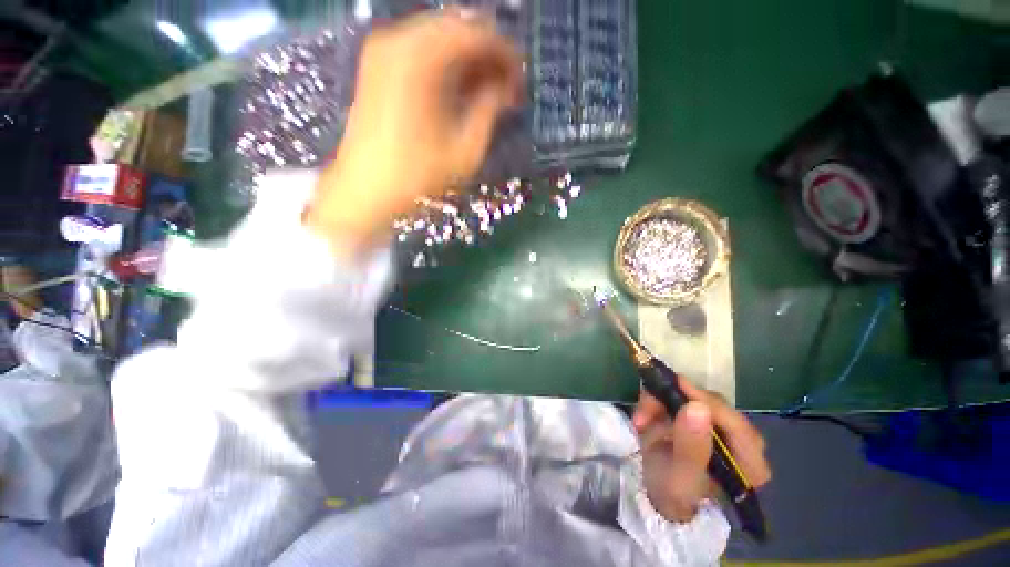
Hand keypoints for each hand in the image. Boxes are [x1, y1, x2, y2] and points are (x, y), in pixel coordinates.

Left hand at [306, 11, 522, 255]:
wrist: (365, 189)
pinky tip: (459, 91)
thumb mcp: (466, 149)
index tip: (520, 84)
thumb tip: (505, 88)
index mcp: (423, 57)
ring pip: (441, 37)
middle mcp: (400, 38)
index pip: (478, 34)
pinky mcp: (377, 63)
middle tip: (505, 90)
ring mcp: (384, 48)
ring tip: (486, 94)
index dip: (506, 56)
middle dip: (488, 56)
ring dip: (469, 61)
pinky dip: (446, 65)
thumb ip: (490, 109)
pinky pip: (422, 49)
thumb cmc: (418, 175)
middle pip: (459, 28)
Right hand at [631, 377, 771, 522]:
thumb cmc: (673, 495)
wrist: (657, 495)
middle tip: (646, 411)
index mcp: (750, 464)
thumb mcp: (680, 479)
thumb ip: (691, 447)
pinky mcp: (698, 415)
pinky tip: (644, 417)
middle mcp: (740, 441)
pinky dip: (658, 401)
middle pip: (713, 405)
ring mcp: (717, 425)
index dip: (708, 403)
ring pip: (692, 397)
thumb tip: (698, 407)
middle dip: (676, 403)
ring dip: (661, 402)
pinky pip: (679, 396)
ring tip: (640, 421)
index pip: (737, 425)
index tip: (678, 386)